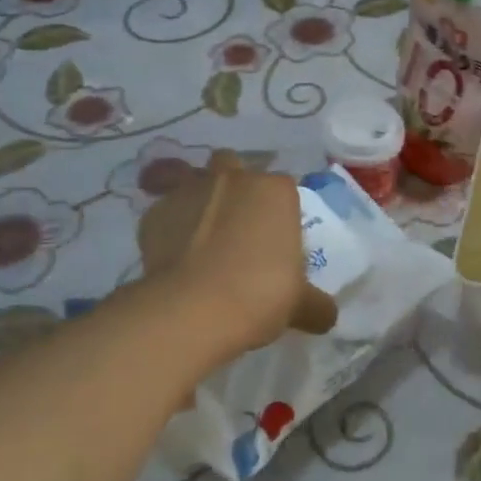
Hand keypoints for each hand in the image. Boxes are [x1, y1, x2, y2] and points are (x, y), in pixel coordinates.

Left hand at [136, 151, 335, 357]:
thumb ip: (315, 305)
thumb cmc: (259, 293)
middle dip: (234, 185)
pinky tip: (173, 256)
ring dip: (198, 197)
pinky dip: (168, 227)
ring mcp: (189, 191)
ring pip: (191, 178)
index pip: (282, 187)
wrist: (194, 309)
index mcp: (275, 190)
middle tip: (237, 224)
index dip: (278, 210)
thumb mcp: (299, 304)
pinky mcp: (153, 214)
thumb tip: (327, 316)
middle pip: (233, 164)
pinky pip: (164, 213)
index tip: (275, 238)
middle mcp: (233, 179)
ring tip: (200, 233)